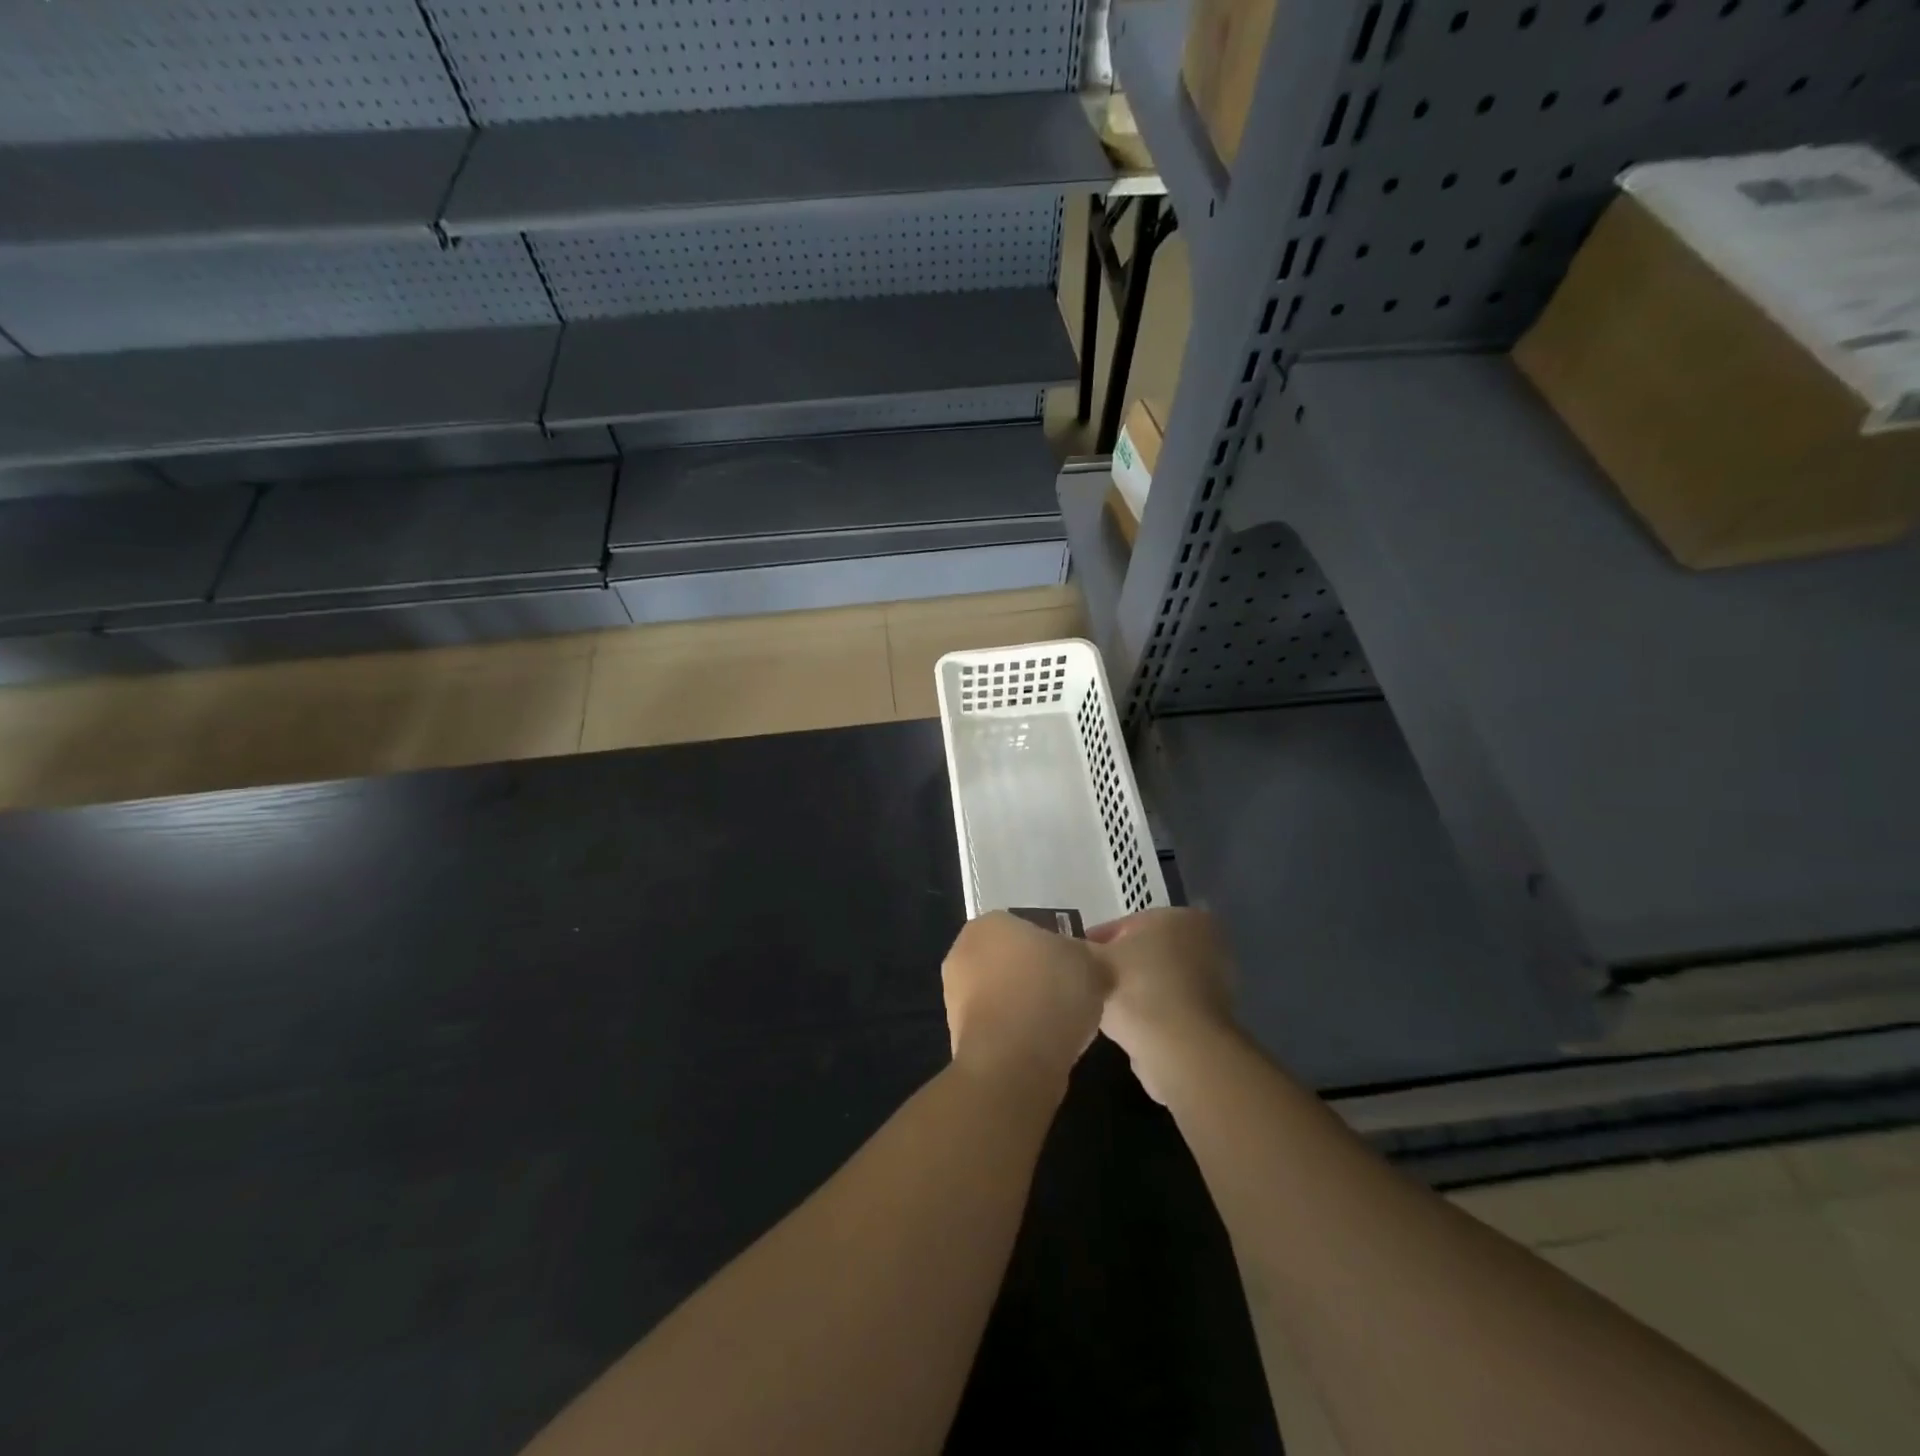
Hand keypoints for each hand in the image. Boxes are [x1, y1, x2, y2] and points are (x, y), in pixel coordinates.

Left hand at [942, 912, 1110, 1093]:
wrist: (1015, 1060)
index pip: (1025, 928)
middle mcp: (963, 952)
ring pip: (1002, 994)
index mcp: (990, 922)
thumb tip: (1086, 965)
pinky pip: (997, 1026)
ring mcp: (954, 995)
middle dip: (1035, 976)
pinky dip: (1016, 1034)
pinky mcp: (957, 1035)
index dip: (1053, 949)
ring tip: (1059, 1026)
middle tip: (1069, 995)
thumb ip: (1088, 957)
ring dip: (1025, 1007)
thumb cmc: (1051, 993)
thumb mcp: (1091, 963)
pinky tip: (1041, 1047)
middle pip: (1010, 961)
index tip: (1074, 969)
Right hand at [1087, 908, 1238, 1102]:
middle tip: (1089, 982)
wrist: (1179, 1050)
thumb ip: (1077, 950)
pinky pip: (1171, 1007)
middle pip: (1146, 951)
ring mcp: (1217, 981)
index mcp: (1179, 916)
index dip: (1096, 942)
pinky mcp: (1216, 1018)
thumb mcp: (1093, 962)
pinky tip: (1129, 1028)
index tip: (1076, 961)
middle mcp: (1206, 942)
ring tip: (1105, 1007)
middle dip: (1119, 965)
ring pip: (1159, 979)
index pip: (1126, 925)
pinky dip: (1152, 1014)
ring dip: (1135, 991)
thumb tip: (1065, 950)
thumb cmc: (1136, 989)